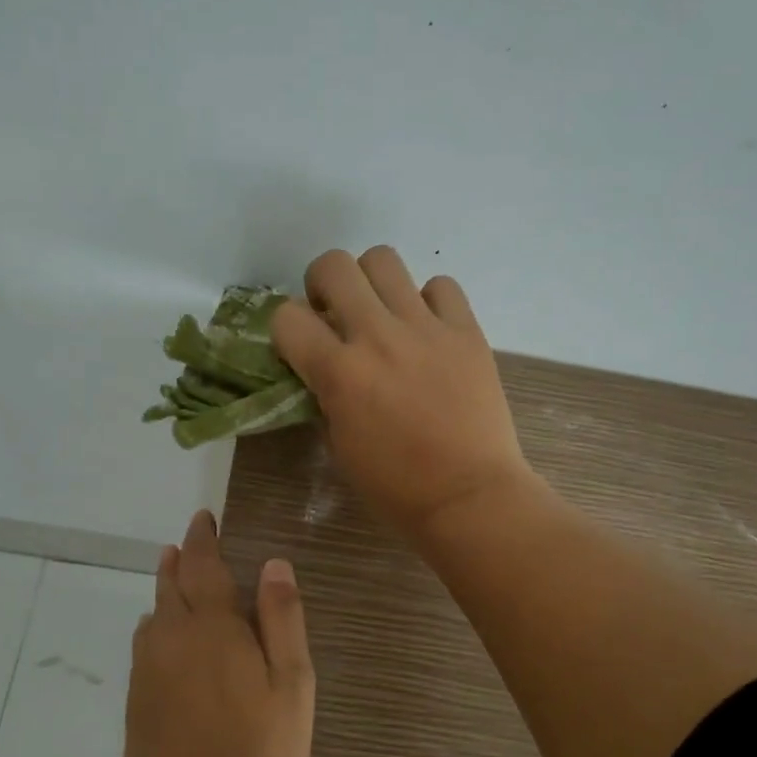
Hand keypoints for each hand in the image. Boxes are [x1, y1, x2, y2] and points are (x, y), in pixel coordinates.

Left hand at [124, 509, 315, 756]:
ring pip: (153, 615)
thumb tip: (274, 563)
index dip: (203, 538)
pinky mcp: (136, 702)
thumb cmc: (261, 751)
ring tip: (172, 579)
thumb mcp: (292, 684)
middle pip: (171, 586)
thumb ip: (282, 619)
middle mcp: (172, 639)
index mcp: (214, 627)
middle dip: (180, 561)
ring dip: (164, 592)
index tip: (203, 519)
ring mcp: (148, 672)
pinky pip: (143, 648)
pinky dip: (152, 629)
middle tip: (185, 545)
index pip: (204, 565)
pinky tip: (158, 637)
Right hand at [273, 246, 536, 539]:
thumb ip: (325, 396)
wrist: (469, 497)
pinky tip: (428, 331)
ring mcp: (426, 328)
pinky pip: (440, 286)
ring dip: (371, 282)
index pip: (287, 316)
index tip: (300, 347)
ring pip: (384, 260)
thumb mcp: (340, 445)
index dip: (287, 330)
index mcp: (339, 373)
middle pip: (333, 265)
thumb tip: (323, 369)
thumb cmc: (397, 487)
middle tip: (336, 314)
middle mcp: (378, 336)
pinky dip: (427, 301)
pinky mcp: (467, 330)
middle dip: (322, 285)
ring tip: (382, 313)